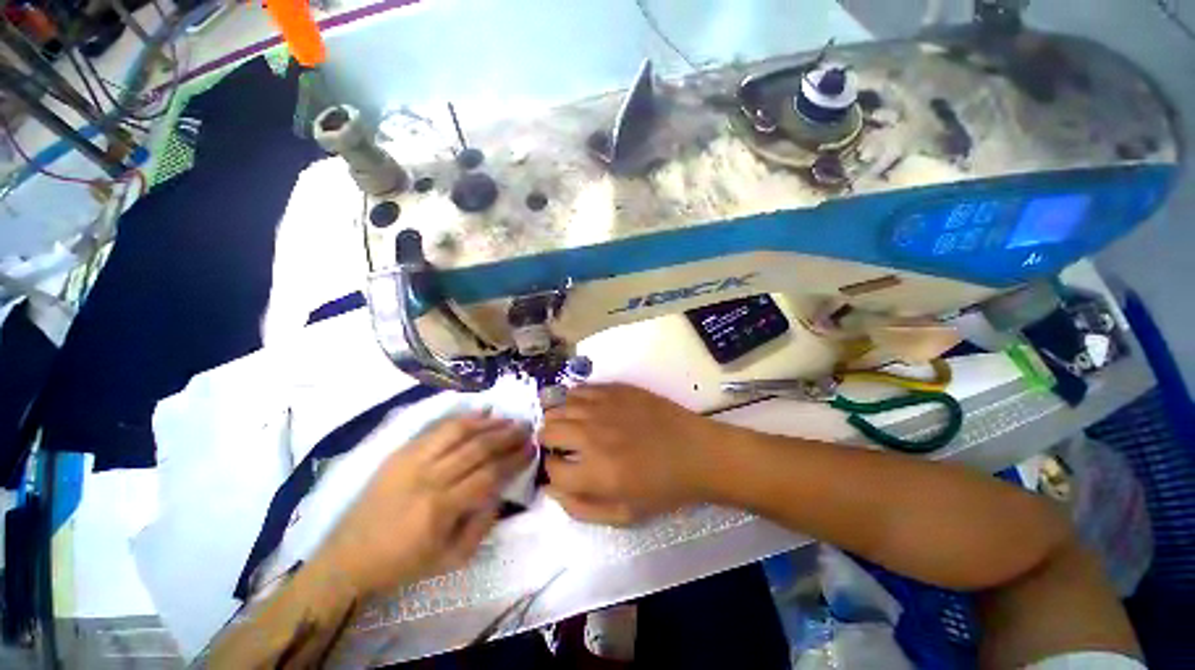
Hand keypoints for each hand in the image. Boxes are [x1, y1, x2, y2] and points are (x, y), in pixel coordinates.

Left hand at [314, 415, 533, 596]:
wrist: (348, 557)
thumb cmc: (403, 563)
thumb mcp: (451, 558)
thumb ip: (482, 523)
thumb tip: (501, 490)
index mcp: (441, 508)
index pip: (490, 474)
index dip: (514, 459)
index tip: (532, 449)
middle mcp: (429, 478)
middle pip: (478, 448)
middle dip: (508, 436)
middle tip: (527, 428)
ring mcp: (412, 461)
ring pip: (459, 432)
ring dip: (488, 423)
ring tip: (509, 419)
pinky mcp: (400, 452)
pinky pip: (437, 428)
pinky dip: (462, 418)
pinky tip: (480, 412)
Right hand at [540, 384, 726, 524]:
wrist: (696, 452)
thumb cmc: (663, 488)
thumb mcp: (624, 514)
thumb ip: (581, 508)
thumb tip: (552, 488)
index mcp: (595, 471)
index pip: (551, 468)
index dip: (550, 470)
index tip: (559, 469)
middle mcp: (592, 434)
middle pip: (548, 430)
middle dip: (547, 440)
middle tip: (558, 445)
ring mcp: (604, 407)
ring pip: (560, 405)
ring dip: (557, 417)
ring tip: (567, 425)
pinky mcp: (616, 389)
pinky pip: (581, 388)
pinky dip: (574, 399)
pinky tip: (582, 408)